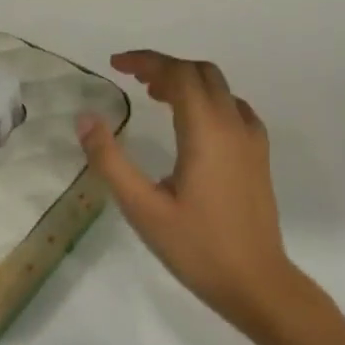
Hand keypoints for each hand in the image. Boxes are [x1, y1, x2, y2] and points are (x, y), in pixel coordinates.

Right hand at [78, 51, 317, 339]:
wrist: (255, 282)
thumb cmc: (196, 247)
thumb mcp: (142, 207)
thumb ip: (110, 161)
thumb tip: (86, 119)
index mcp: (207, 133)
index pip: (178, 75)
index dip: (145, 61)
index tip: (114, 65)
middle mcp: (234, 126)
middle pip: (202, 73)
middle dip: (165, 66)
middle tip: (130, 78)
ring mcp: (251, 141)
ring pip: (220, 88)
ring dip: (186, 81)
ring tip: (153, 96)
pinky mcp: (257, 157)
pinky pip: (232, 109)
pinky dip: (206, 100)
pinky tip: (189, 123)